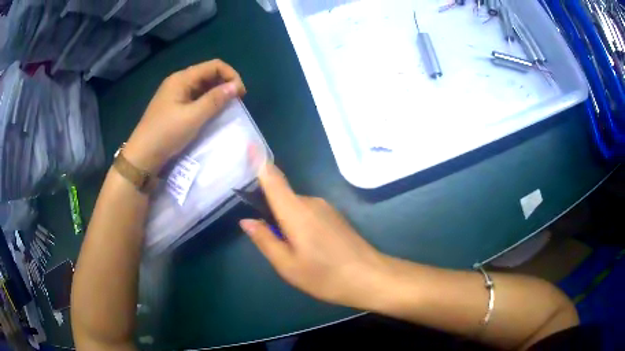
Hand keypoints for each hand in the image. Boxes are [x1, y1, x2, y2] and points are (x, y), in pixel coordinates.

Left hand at [124, 59, 245, 173]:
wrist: (142, 156)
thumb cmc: (166, 134)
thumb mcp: (193, 117)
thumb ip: (215, 100)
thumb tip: (235, 87)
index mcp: (182, 78)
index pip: (214, 66)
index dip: (231, 76)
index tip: (240, 95)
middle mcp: (178, 81)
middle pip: (208, 74)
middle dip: (225, 84)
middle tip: (235, 103)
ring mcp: (175, 94)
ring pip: (202, 86)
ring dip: (216, 94)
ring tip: (226, 108)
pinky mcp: (173, 106)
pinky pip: (195, 97)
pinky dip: (206, 102)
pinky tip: (211, 113)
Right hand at [240, 163, 388, 308]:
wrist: (371, 277)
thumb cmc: (325, 276)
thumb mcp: (288, 265)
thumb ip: (265, 240)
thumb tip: (246, 220)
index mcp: (295, 211)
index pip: (273, 179)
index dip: (260, 162)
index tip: (249, 145)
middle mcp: (311, 202)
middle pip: (282, 196)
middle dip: (270, 211)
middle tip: (268, 241)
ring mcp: (326, 208)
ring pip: (295, 208)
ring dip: (286, 222)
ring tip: (292, 252)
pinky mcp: (335, 216)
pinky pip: (308, 213)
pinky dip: (299, 224)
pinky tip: (308, 249)